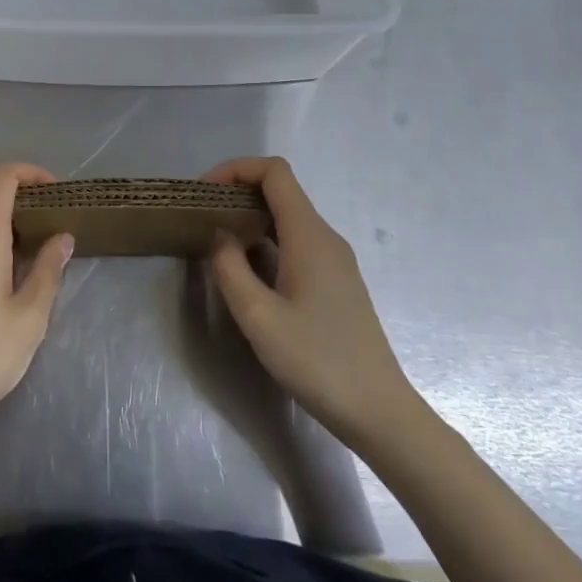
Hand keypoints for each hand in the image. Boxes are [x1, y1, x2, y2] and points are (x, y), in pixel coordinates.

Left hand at [0, 162, 72, 457]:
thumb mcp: (29, 318)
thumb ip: (47, 271)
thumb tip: (62, 236)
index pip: (2, 178)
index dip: (31, 173)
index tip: (59, 193)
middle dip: (23, 199)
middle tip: (54, 223)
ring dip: (6, 222)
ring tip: (37, 250)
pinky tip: (8, 276)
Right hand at [204, 156, 424, 448]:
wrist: (379, 412)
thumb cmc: (317, 362)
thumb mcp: (259, 318)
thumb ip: (230, 269)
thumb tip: (221, 236)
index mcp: (309, 235)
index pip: (274, 172)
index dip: (236, 169)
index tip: (203, 193)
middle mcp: (325, 237)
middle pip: (281, 190)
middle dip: (238, 192)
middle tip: (202, 217)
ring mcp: (335, 260)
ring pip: (288, 217)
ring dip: (251, 218)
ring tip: (217, 242)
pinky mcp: (336, 282)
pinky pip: (296, 241)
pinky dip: (266, 240)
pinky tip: (248, 271)